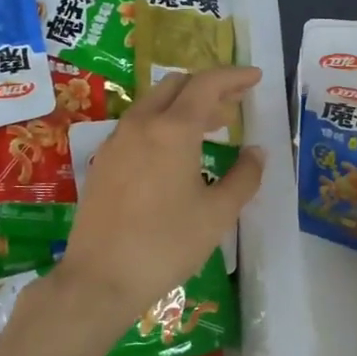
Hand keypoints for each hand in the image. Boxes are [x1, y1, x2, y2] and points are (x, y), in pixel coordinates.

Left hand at [45, 67, 264, 342]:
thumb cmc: (166, 245)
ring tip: (212, 127)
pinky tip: (176, 152)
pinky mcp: (103, 161)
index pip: (207, 84)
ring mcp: (117, 141)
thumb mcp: (217, 214)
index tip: (256, 77)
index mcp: (172, 129)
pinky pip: (138, 126)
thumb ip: (244, 177)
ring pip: (154, 103)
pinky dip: (164, 123)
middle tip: (235, 103)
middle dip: (209, 87)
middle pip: (177, 85)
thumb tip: (257, 152)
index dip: (234, 76)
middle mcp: (141, 124)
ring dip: (185, 105)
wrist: (100, 279)